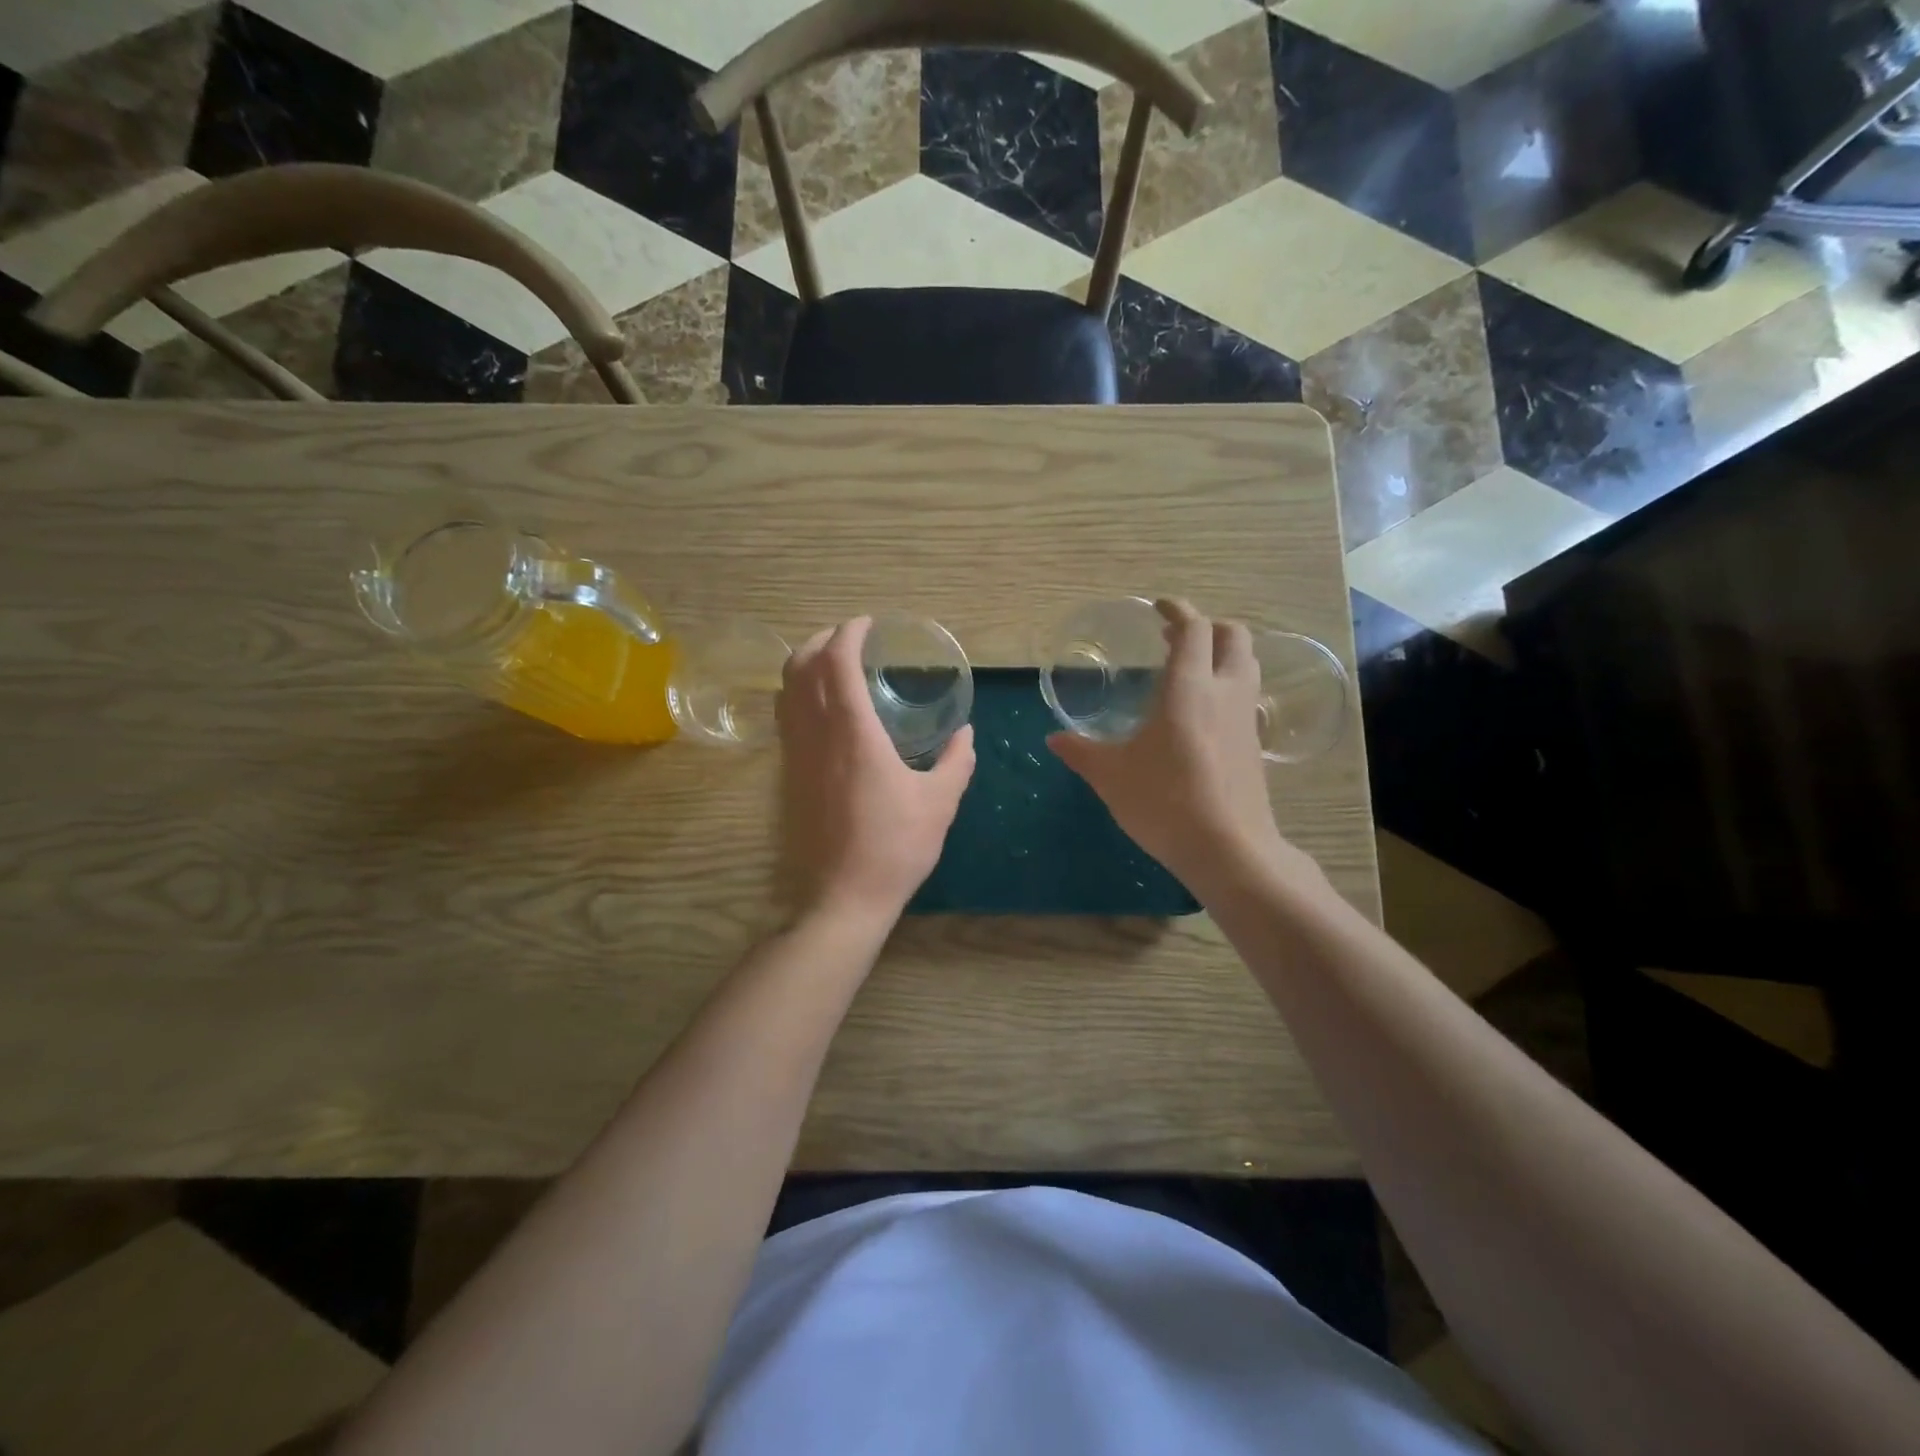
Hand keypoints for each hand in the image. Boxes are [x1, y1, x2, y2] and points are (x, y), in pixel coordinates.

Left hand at [777, 617, 975, 926]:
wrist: (845, 895)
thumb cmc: (896, 846)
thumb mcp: (940, 802)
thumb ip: (956, 761)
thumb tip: (966, 734)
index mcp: (854, 733)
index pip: (837, 662)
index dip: (849, 633)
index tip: (868, 624)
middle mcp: (818, 734)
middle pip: (802, 667)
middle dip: (822, 640)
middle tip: (850, 636)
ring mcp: (798, 754)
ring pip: (786, 690)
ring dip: (805, 664)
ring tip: (832, 661)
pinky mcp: (790, 774)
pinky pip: (785, 716)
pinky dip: (797, 693)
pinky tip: (821, 705)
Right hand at [1048, 599, 1316, 893]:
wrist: (1228, 849)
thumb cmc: (1164, 802)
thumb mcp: (1112, 776)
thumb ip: (1082, 752)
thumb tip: (1054, 738)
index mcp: (1189, 688)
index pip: (1194, 629)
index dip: (1178, 611)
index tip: (1159, 607)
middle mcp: (1225, 693)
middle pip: (1233, 636)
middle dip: (1208, 626)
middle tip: (1176, 637)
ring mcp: (1247, 719)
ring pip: (1246, 665)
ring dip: (1223, 654)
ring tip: (1191, 667)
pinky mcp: (1255, 745)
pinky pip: (1246, 697)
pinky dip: (1228, 686)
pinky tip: (1203, 712)